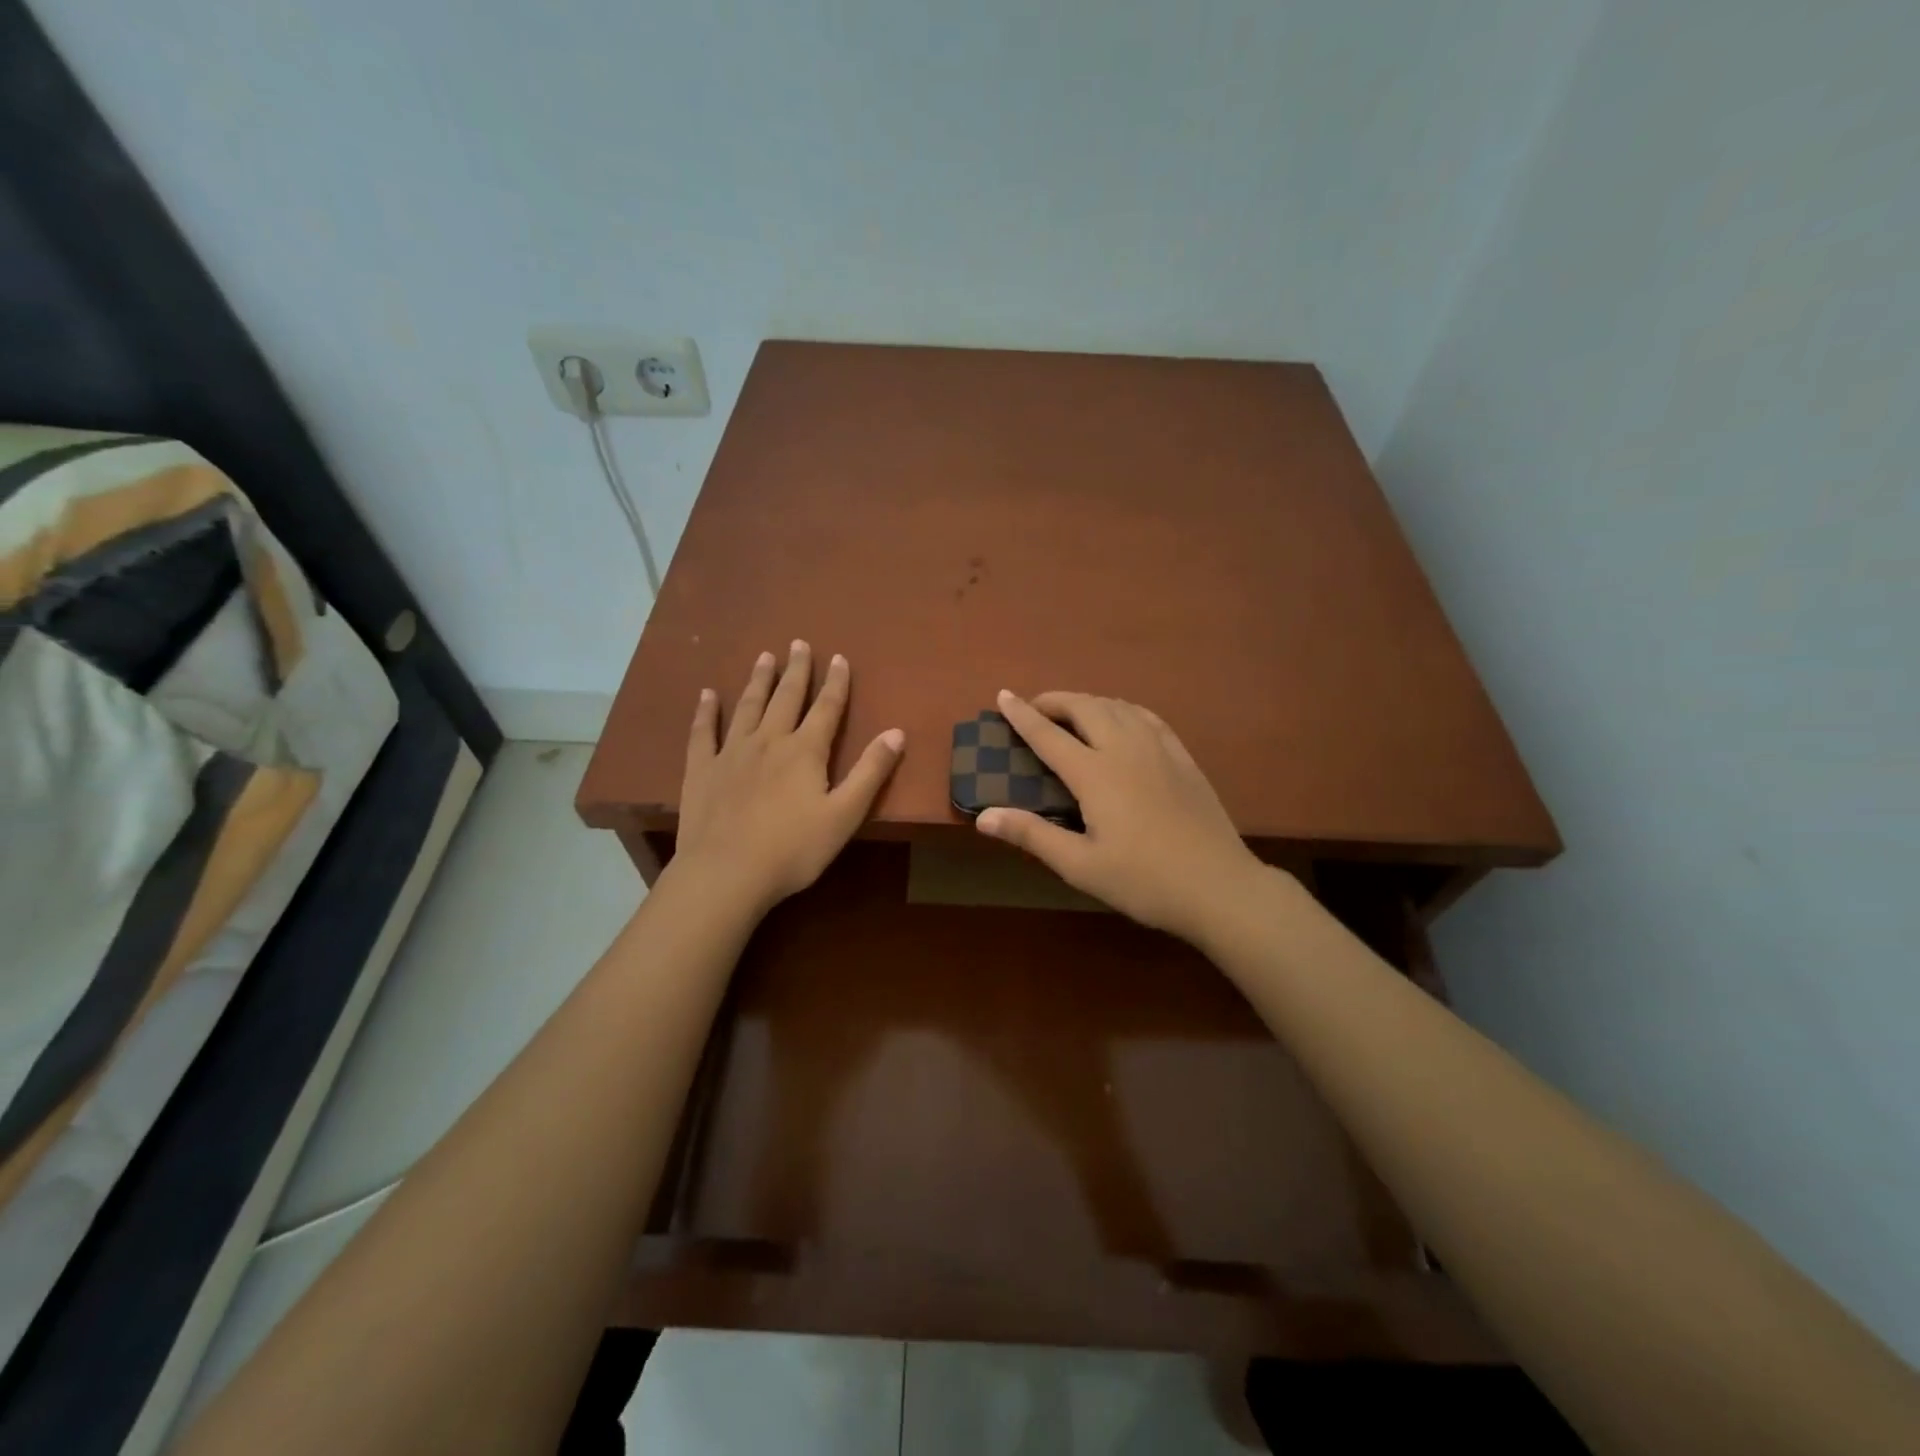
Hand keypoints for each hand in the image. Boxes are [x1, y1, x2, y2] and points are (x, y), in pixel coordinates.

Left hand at [671, 642, 903, 915]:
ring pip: (748, 706)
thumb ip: (871, 772)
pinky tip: (706, 694)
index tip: (839, 658)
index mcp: (805, 751)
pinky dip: (705, 711)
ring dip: (758, 680)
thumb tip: (897, 732)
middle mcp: (769, 741)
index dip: (836, 683)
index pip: (827, 708)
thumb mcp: (845, 814)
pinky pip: (703, 732)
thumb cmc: (793, 849)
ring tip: (764, 657)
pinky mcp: (701, 770)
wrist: (726, 873)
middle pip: (786, 697)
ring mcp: (732, 752)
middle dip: (796, 670)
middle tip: (799, 644)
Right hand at [976, 690, 1270, 943]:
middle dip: (1055, 701)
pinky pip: (1146, 716)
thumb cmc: (1144, 881)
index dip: (1022, 714)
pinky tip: (1122, 719)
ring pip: (1117, 706)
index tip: (1003, 696)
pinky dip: (1122, 709)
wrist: (1219, 886)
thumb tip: (983, 816)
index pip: (1049, 734)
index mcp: (1095, 774)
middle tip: (1035, 709)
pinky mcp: (1183, 757)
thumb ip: (1032, 835)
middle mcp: (1125, 749)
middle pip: (1085, 707)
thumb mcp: (1080, 866)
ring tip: (1072, 713)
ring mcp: (1159, 749)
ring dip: (1088, 702)